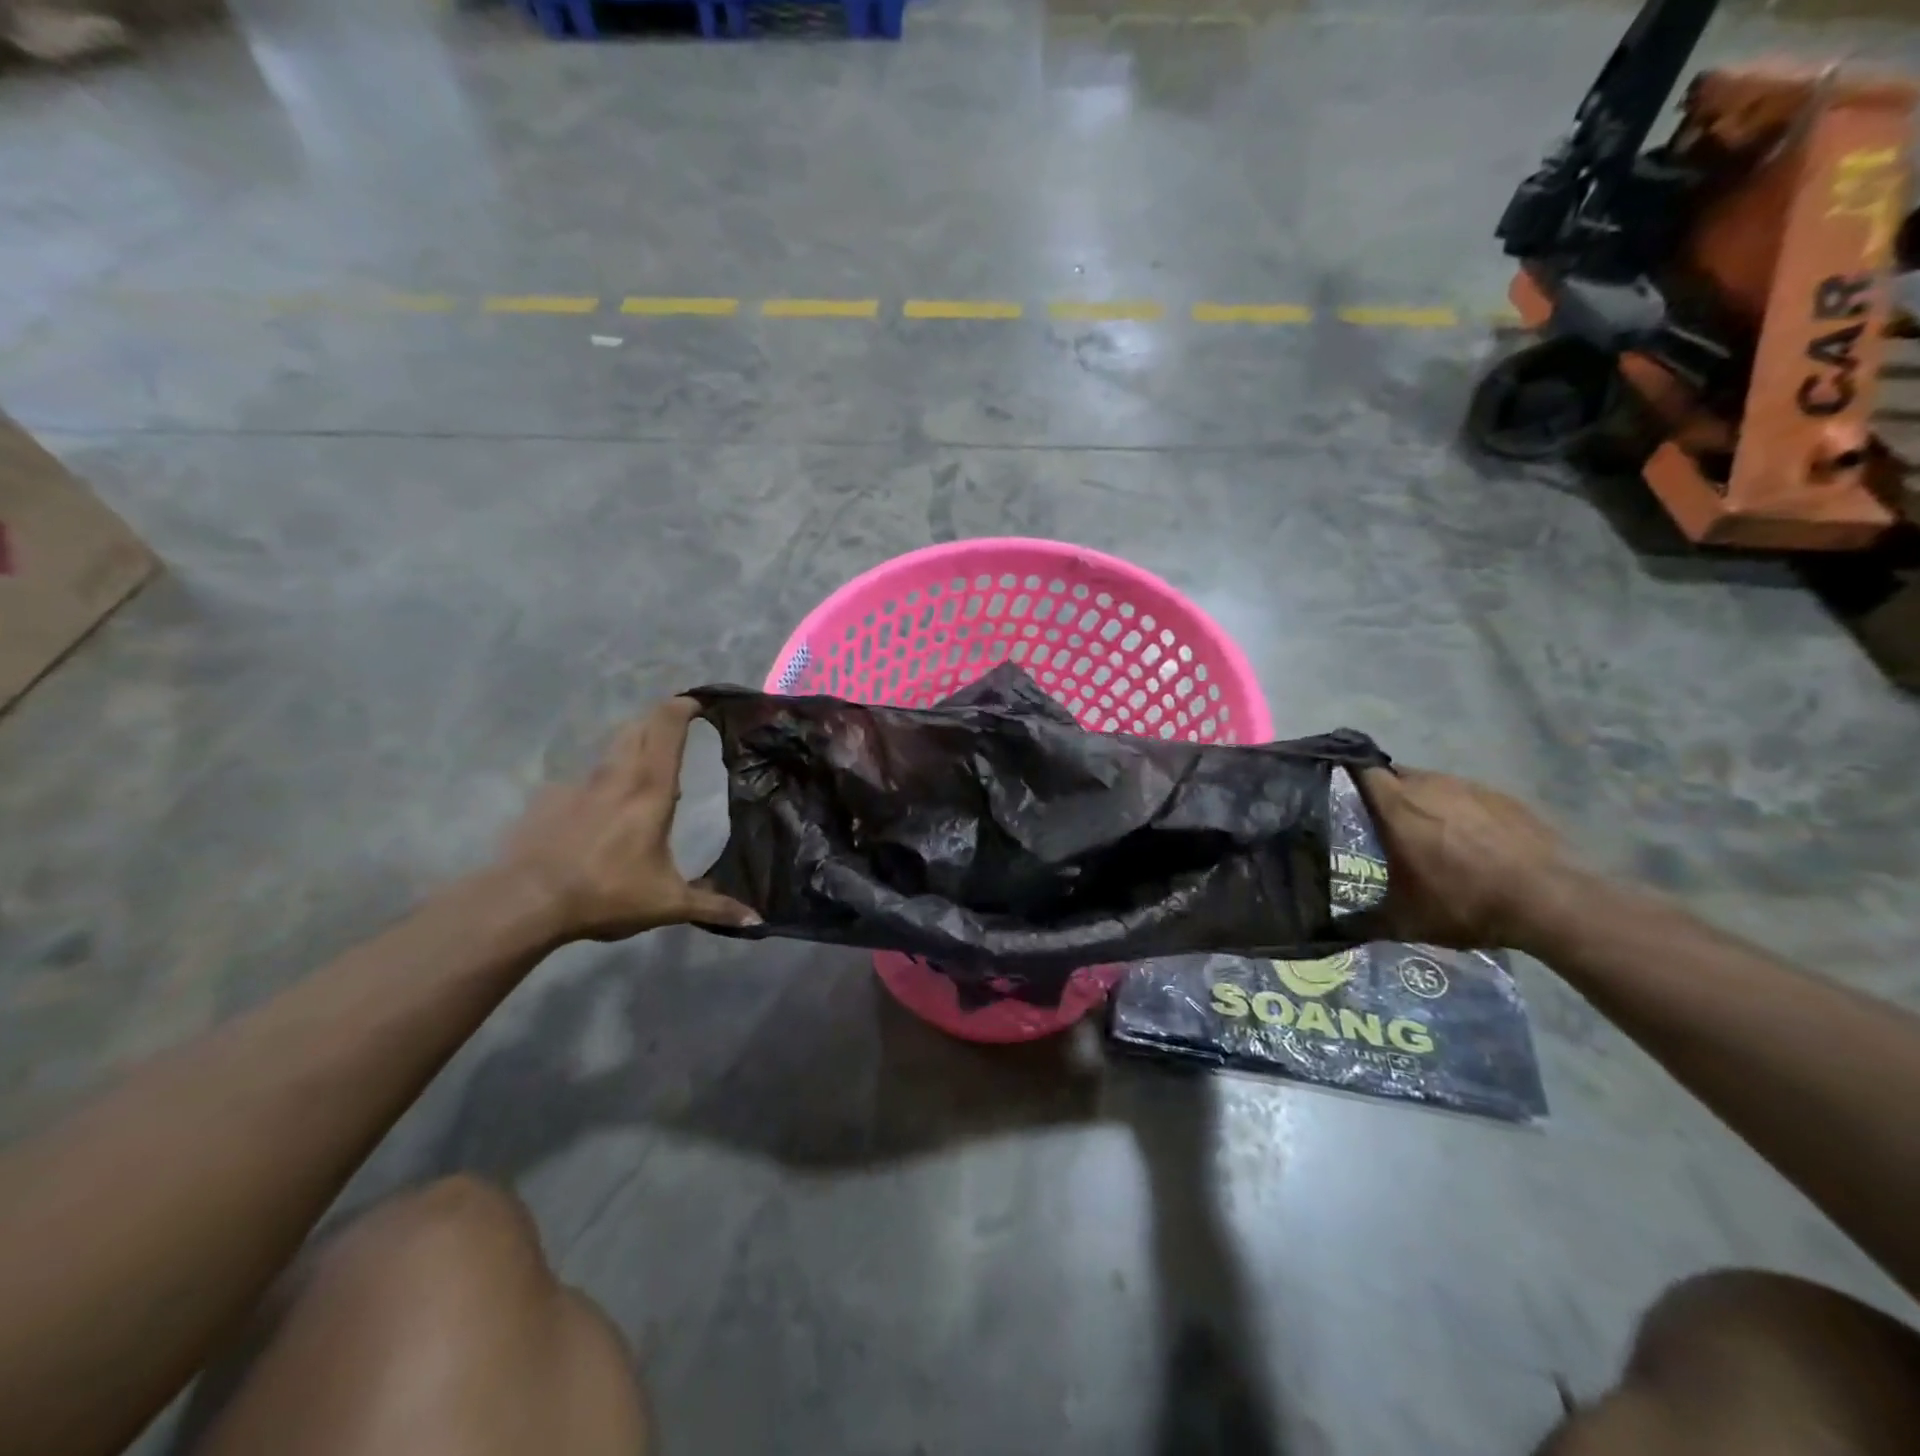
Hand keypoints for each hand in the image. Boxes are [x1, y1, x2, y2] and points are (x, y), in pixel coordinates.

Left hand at [496, 698, 759, 942]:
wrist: (526, 901)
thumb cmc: (606, 893)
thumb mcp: (667, 903)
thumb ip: (714, 906)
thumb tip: (758, 920)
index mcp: (650, 789)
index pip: (667, 728)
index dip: (684, 707)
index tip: (699, 703)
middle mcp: (616, 775)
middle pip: (639, 726)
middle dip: (661, 718)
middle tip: (679, 726)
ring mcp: (579, 784)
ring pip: (612, 748)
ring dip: (633, 745)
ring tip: (647, 767)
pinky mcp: (550, 799)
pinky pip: (585, 780)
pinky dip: (602, 784)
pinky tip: (601, 811)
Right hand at [1356, 766, 1578, 949]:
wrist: (1553, 902)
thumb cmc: (1466, 903)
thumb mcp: (1407, 921)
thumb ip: (1365, 920)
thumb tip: (1337, 929)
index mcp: (1398, 806)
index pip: (1360, 770)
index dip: (1346, 777)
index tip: (1337, 793)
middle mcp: (1430, 785)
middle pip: (1395, 776)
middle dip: (1384, 795)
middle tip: (1380, 825)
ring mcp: (1470, 788)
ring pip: (1431, 784)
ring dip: (1423, 803)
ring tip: (1427, 836)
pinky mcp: (1504, 798)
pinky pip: (1466, 796)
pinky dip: (1459, 812)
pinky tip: (1470, 843)